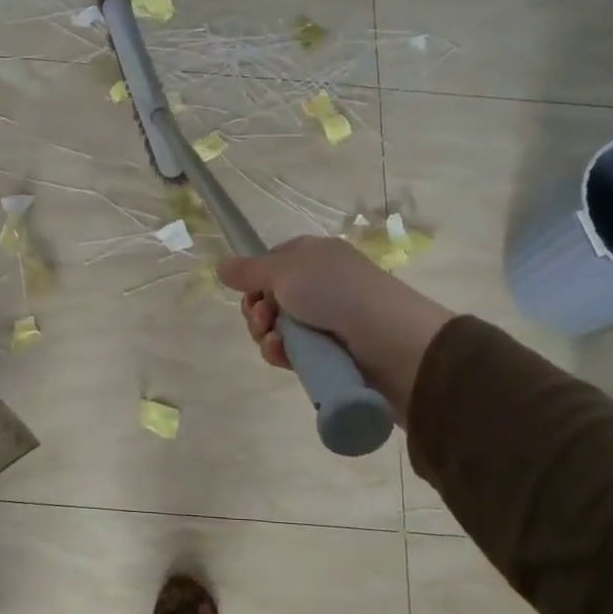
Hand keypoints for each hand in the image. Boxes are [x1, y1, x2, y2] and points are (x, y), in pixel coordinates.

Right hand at [216, 236, 453, 413]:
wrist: (393, 342)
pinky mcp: (330, 353)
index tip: (249, 291)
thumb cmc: (337, 292)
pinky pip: (293, 352)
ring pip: (278, 329)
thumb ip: (249, 270)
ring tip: (276, 341)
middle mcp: (320, 285)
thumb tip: (220, 264)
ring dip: (267, 335)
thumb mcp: (285, 271)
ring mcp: (327, 320)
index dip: (255, 279)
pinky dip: (283, 353)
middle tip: (264, 319)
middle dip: (257, 311)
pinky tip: (283, 356)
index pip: (272, 263)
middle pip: (270, 299)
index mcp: (314, 257)